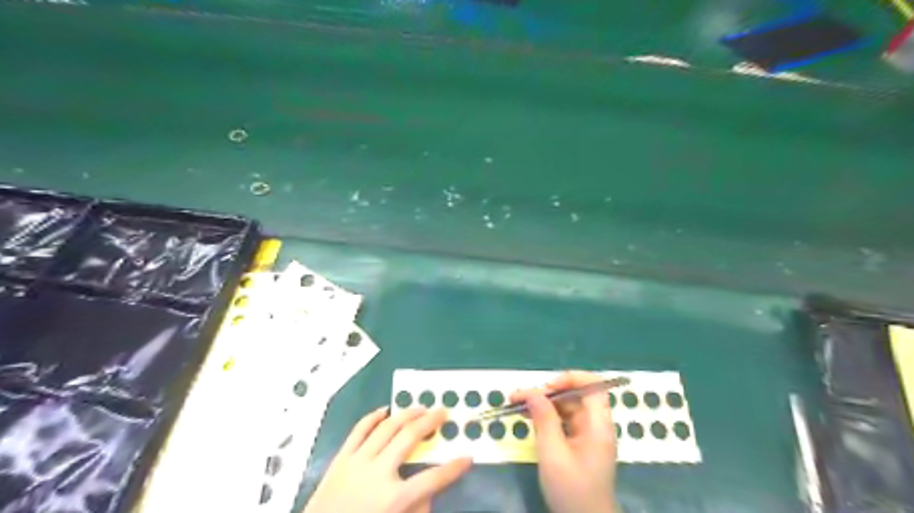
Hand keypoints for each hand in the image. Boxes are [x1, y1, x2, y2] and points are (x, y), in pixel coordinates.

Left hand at [302, 408, 470, 512]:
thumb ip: (416, 510)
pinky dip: (373, 417)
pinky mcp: (341, 458)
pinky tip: (385, 410)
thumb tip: (428, 492)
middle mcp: (378, 474)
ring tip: (420, 407)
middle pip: (409, 438)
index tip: (467, 457)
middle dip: (430, 422)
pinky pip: (359, 430)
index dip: (453, 468)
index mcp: (393, 499)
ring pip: (387, 428)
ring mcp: (357, 462)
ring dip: (406, 414)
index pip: (432, 480)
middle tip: (443, 411)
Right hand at [511, 371, 617, 512]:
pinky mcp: (579, 444)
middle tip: (521, 397)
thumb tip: (532, 391)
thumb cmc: (571, 490)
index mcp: (598, 425)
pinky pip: (563, 420)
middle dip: (549, 391)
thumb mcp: (553, 454)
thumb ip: (544, 419)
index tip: (546, 387)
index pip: (594, 386)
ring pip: (567, 407)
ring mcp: (588, 435)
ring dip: (544, 403)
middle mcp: (596, 425)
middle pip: (576, 395)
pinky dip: (546, 416)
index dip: (571, 378)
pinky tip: (529, 418)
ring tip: (518, 404)